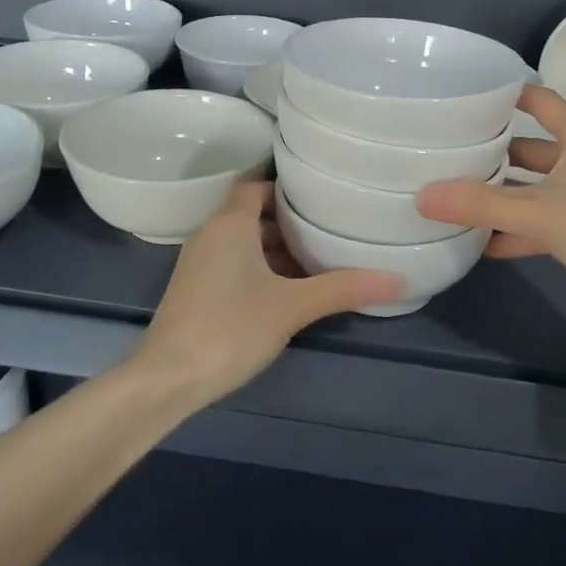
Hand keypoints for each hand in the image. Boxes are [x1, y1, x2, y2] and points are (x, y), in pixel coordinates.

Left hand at [133, 179, 402, 401]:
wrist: (167, 378)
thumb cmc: (230, 328)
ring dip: (274, 248)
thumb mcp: (292, 307)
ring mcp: (198, 262)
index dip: (287, 189)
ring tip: (316, 260)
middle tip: (328, 228)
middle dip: (288, 221)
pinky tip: (286, 290)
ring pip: (242, 241)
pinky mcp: (195, 288)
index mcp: (230, 224)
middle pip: (252, 213)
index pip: (257, 186)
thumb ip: (343, 288)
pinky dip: (258, 267)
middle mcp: (210, 234)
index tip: (320, 197)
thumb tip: (398, 279)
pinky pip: (232, 262)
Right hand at [415, 85, 565, 317]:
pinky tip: (487, 244)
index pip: (540, 101)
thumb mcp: (538, 212)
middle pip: (532, 148)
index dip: (508, 95)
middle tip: (450, 155)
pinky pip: (547, 220)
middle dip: (495, 153)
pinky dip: (521, 229)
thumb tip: (423, 196)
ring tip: (460, 198)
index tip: (469, 95)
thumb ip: (480, 204)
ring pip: (539, 187)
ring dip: (505, 195)